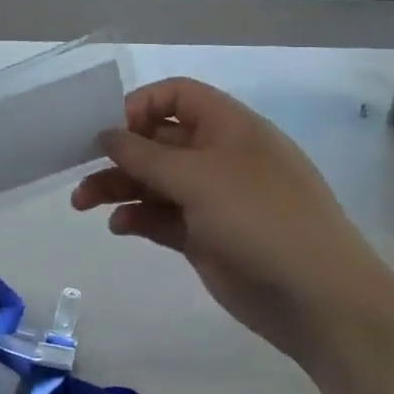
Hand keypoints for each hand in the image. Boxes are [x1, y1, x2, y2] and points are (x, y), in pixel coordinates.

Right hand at [70, 77, 393, 361]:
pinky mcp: (203, 236)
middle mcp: (218, 156)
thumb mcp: (198, 177)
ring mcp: (211, 198)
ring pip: (153, 181)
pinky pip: (160, 217)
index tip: (106, 130)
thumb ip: (145, 154)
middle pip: (157, 140)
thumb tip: (106, 135)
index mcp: (228, 127)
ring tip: (82, 203)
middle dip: (118, 153)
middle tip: (78, 169)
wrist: (315, 297)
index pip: (176, 96)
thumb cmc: (260, 218)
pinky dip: (137, 218)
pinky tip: (119, 227)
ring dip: (118, 187)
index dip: (140, 105)